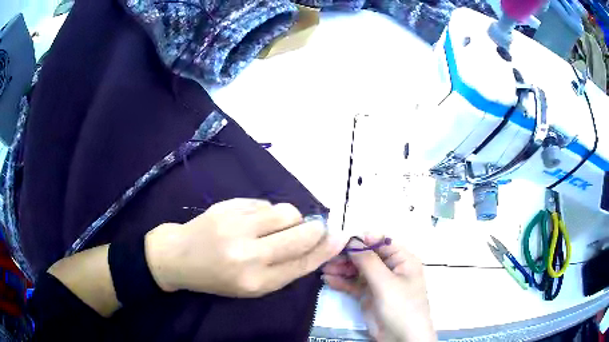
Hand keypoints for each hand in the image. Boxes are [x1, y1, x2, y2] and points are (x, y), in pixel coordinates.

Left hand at [146, 198, 347, 296]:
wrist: (179, 255)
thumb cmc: (217, 277)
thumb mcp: (252, 285)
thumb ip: (285, 268)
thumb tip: (318, 246)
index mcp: (256, 281)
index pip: (302, 263)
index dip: (326, 249)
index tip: (341, 237)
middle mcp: (248, 254)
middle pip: (301, 234)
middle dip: (316, 229)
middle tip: (315, 228)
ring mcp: (237, 225)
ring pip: (286, 211)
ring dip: (291, 218)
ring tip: (277, 226)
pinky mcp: (228, 206)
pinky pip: (265, 203)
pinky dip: (269, 212)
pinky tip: (254, 220)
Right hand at [322, 236, 435, 341]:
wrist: (400, 338)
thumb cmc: (401, 306)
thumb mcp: (386, 283)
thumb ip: (368, 261)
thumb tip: (352, 239)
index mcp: (402, 260)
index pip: (381, 242)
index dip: (362, 240)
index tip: (341, 241)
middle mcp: (390, 268)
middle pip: (367, 256)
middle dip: (348, 255)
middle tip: (327, 257)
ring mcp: (378, 282)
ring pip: (358, 270)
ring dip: (341, 268)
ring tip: (324, 269)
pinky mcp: (368, 295)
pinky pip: (353, 284)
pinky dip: (341, 281)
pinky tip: (327, 280)